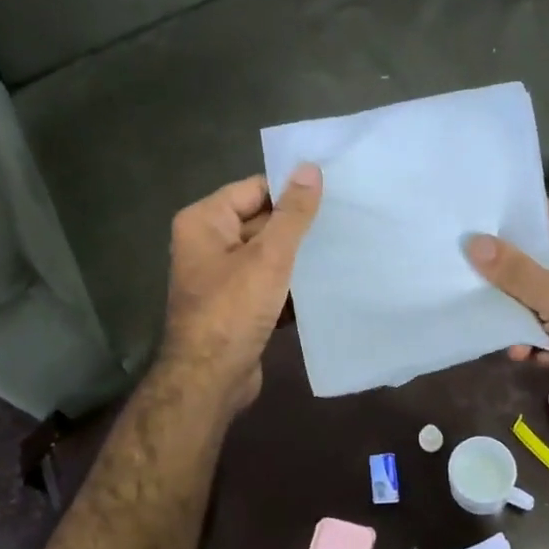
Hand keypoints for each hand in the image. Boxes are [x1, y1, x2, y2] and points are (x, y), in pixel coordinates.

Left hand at [157, 165, 322, 414]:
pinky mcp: (235, 305)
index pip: (254, 189)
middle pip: (261, 221)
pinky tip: (325, 284)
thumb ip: (292, 213)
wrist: (210, 380)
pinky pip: (267, 283)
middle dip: (297, 226)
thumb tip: (310, 168)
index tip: (332, 193)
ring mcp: (220, 277)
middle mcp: (207, 243)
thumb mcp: (268, 256)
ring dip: (297, 257)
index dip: (290, 191)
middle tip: (344, 221)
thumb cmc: (233, 310)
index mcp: (204, 221)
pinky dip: (289, 285)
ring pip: (267, 255)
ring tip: (342, 248)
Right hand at [465, 200, 548, 393]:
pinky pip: (546, 318)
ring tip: (498, 329)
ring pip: (536, 290)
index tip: (467, 233)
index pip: (542, 215)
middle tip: (465, 279)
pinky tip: (525, 354)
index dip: (505, 224)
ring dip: (516, 312)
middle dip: (504, 276)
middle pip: (534, 254)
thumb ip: (514, 271)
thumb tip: (471, 241)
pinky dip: (534, 334)